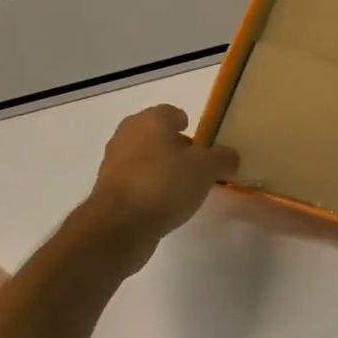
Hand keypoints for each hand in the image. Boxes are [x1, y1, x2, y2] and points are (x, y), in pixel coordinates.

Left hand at [87, 105, 239, 244]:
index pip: (171, 112)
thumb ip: (223, 158)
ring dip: (162, 168)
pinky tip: (165, 204)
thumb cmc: (165, 184)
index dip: (188, 124)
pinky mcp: (108, 191)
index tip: (201, 142)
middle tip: (197, 165)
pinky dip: (150, 188)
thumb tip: (230, 156)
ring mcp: (114, 163)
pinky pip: (136, 182)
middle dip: (175, 147)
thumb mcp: (206, 169)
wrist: (119, 224)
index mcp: (150, 120)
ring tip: (183, 188)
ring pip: (144, 159)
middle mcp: (127, 135)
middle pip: (156, 135)